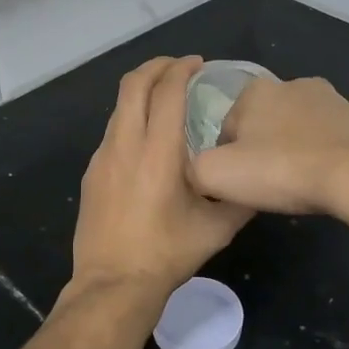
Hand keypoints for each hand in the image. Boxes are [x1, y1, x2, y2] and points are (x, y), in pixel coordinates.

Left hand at [71, 56, 252, 298]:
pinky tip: (147, 140)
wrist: (113, 285)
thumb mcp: (217, 229)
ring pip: (119, 106)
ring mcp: (103, 157)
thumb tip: (257, 177)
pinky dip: (130, 118)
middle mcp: (125, 144)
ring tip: (165, 99)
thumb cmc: (167, 254)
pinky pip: (112, 131)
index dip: (182, 69)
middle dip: (156, 66)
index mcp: (158, 151)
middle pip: (133, 84)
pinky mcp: (91, 173)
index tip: (198, 64)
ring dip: (141, 91)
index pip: (167, 91)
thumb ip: (241, 198)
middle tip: (179, 68)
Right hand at [188, 64, 348, 214]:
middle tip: (270, 178)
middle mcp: (289, 85)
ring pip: (303, 112)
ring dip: (298, 129)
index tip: (241, 179)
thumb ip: (193, 167)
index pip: (228, 127)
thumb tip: (199, 169)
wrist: (347, 179)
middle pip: (264, 120)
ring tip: (300, 163)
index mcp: (253, 94)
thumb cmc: (278, 172)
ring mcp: (328, 98)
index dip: (230, 156)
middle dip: (262, 143)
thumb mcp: (214, 175)